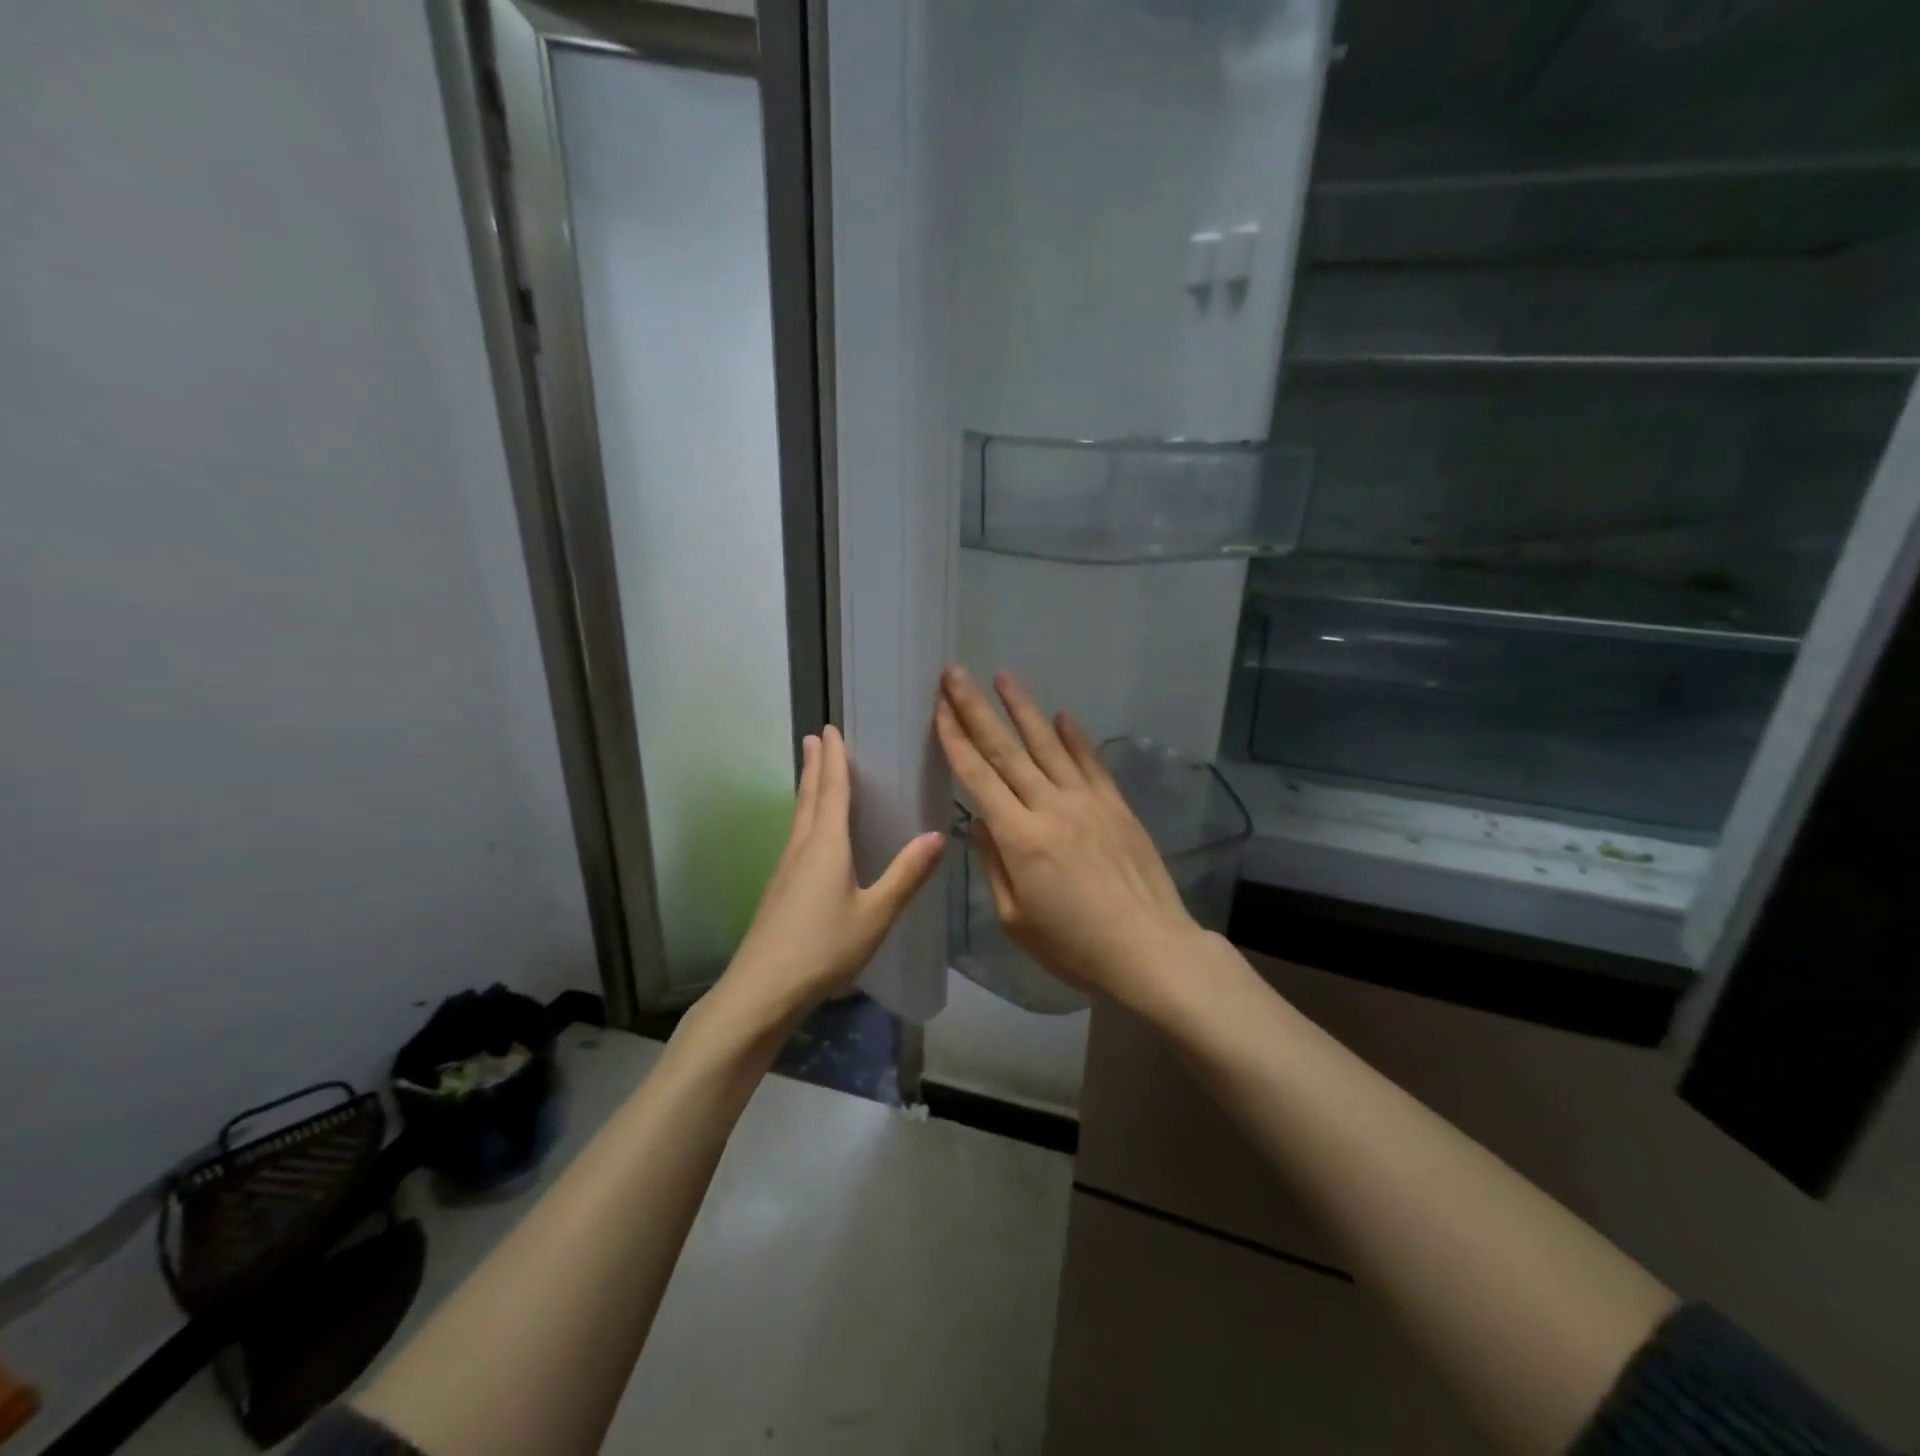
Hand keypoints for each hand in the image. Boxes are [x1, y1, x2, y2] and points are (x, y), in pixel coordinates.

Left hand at [719, 726, 945, 1020]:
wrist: (762, 991)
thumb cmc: (823, 949)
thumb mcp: (875, 915)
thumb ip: (906, 875)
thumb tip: (938, 834)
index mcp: (826, 846)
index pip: (831, 791)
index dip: (834, 760)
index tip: (830, 729)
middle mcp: (802, 848)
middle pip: (809, 797)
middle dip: (815, 766)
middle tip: (815, 737)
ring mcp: (785, 870)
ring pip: (799, 817)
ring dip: (807, 789)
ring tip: (812, 773)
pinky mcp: (779, 890)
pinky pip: (796, 838)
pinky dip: (806, 818)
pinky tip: (810, 835)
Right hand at [933, 665, 1205, 1009]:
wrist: (1150, 950)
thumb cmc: (1074, 946)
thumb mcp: (1016, 919)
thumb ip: (994, 865)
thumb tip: (980, 822)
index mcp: (1019, 838)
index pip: (978, 777)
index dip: (955, 740)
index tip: (938, 708)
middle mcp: (1050, 807)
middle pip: (1006, 750)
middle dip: (976, 709)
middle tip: (955, 674)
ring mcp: (1088, 802)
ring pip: (1048, 745)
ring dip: (1023, 708)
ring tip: (1004, 675)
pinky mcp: (1117, 806)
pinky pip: (1091, 763)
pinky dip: (1075, 737)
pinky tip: (1062, 715)